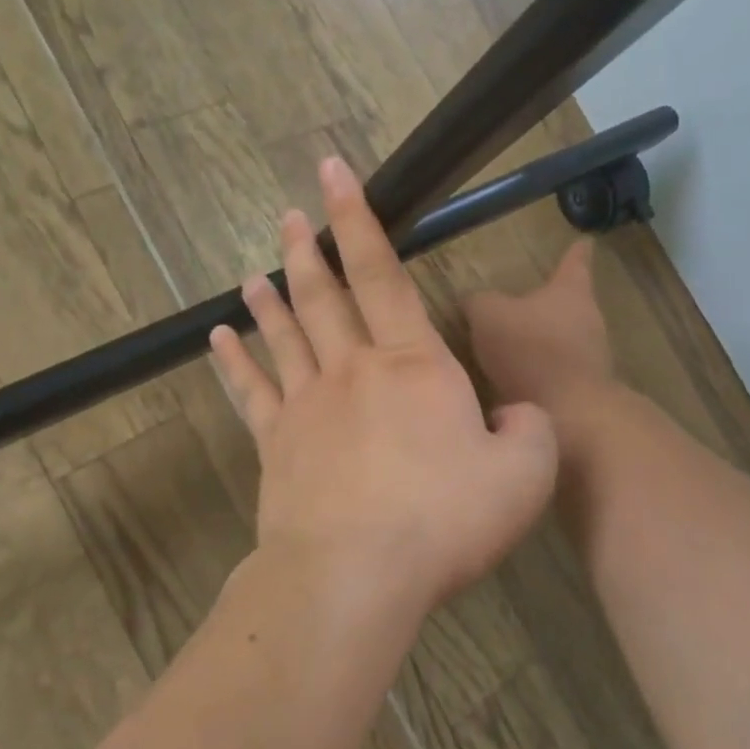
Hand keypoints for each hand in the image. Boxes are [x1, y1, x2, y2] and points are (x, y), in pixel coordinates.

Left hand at [210, 157, 557, 613]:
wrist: (357, 574)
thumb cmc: (444, 519)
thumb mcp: (524, 475)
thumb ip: (530, 430)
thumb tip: (514, 415)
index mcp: (412, 364)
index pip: (383, 273)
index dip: (358, 219)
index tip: (333, 173)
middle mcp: (353, 370)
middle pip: (324, 296)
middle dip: (308, 249)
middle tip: (289, 214)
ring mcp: (306, 405)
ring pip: (284, 335)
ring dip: (271, 299)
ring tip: (254, 271)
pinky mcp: (276, 444)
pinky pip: (251, 391)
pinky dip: (234, 362)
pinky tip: (219, 339)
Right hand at [464, 240, 614, 414]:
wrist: (570, 415)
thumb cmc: (531, 350)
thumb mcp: (488, 316)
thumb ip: (478, 303)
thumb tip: (472, 300)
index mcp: (570, 292)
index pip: (575, 262)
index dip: (576, 252)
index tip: (585, 241)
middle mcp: (588, 320)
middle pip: (569, 304)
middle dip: (546, 305)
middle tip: (522, 305)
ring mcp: (590, 358)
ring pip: (563, 341)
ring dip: (540, 344)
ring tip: (509, 351)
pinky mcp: (583, 392)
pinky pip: (555, 375)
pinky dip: (537, 376)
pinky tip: (511, 387)